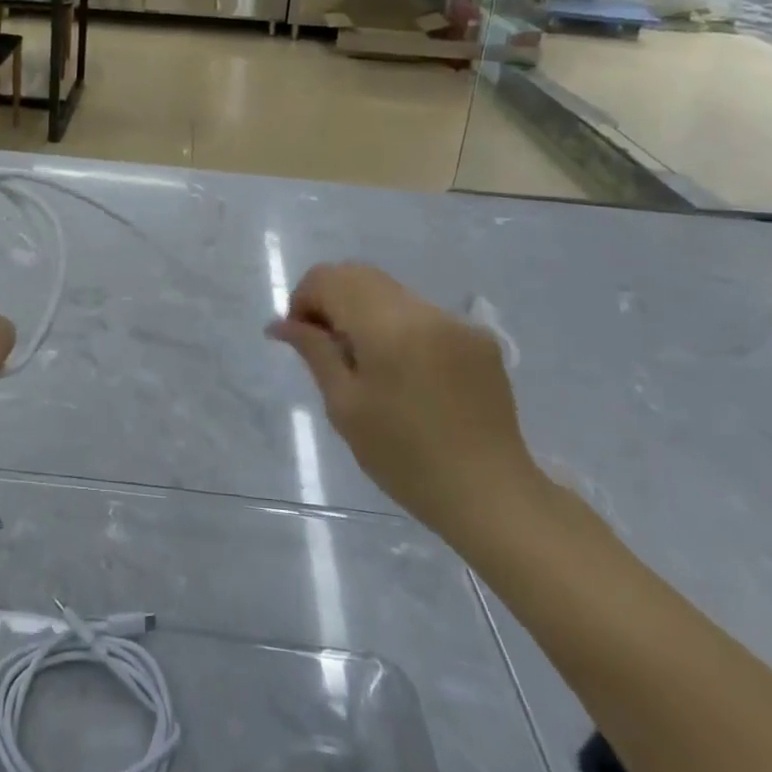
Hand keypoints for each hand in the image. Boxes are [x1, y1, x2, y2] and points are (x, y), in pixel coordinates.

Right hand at [267, 263, 542, 537]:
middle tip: (325, 346)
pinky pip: (422, 314)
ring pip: (391, 292)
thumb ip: (314, 352)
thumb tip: (280, 323)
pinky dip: (398, 327)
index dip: (304, 298)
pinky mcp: (478, 338)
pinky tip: (404, 373)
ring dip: (365, 312)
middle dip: (331, 299)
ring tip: (365, 362)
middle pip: (359, 275)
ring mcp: (455, 322)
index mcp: (387, 327)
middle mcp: (423, 311)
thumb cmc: (405, 458)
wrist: (491, 496)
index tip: (301, 337)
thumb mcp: (345, 406)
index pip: (330, 278)